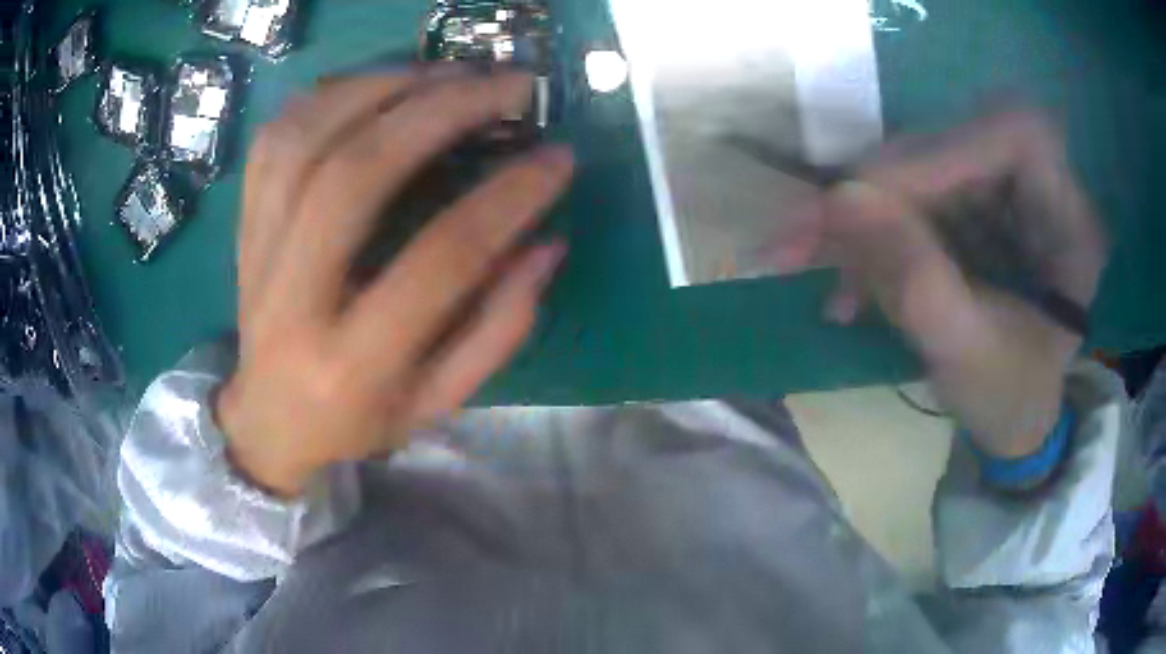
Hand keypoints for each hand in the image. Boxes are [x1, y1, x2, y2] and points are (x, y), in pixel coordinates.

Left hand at [217, 68, 574, 496]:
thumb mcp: (437, 402)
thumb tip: (547, 244)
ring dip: (382, 88)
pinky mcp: (244, 225)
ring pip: (306, 140)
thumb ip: (497, 329)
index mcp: (353, 363)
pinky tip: (376, 84)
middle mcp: (293, 300)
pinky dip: (327, 96)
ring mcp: (256, 254)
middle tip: (505, 86)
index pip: (438, 261)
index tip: (556, 159)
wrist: (266, 420)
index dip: (506, 199)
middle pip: (355, 176)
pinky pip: (275, 140)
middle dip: (440, 113)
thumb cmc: (356, 421)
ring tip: (447, 71)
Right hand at [771, 110, 1106, 457]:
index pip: (1013, 137)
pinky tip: (846, 278)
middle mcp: (1042, 185)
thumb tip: (838, 199)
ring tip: (814, 262)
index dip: (939, 153)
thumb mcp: (967, 356)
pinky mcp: (975, 199)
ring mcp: (1005, 187)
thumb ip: (915, 280)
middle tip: (807, 233)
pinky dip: (870, 230)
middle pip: (957, 143)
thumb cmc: (1009, 400)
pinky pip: (914, 192)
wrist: (1013, 417)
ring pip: (923, 165)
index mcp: (1070, 221)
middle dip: (880, 188)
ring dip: (863, 213)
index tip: (864, 198)